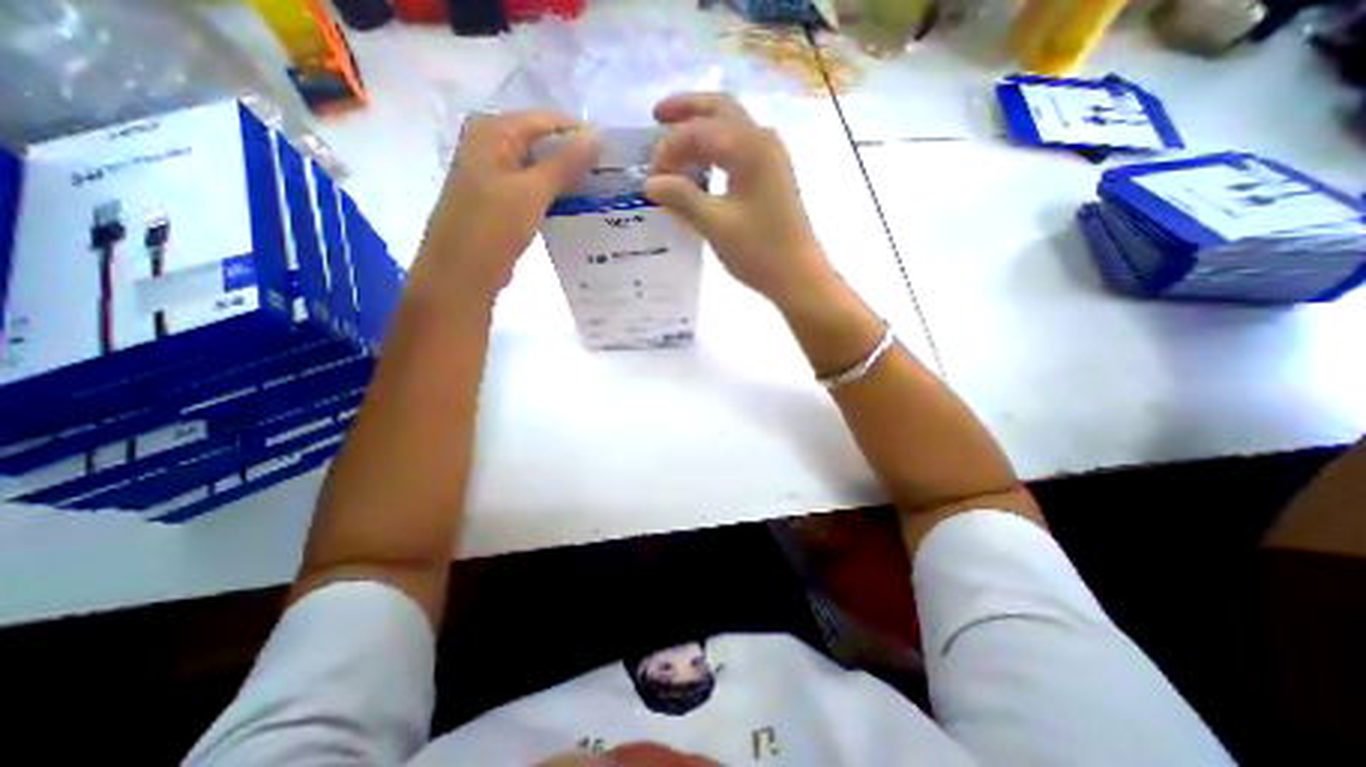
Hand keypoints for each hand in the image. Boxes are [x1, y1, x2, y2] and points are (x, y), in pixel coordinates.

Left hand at [416, 111, 598, 302]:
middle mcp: (493, 146)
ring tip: (603, 191)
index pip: (547, 120)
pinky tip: (581, 207)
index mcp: (493, 132)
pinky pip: (537, 190)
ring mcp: (497, 175)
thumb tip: (596, 135)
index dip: (580, 135)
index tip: (613, 156)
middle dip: (577, 158)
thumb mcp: (532, 192)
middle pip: (544, 143)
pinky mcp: (504, 201)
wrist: (462, 274)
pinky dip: (558, 196)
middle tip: (612, 176)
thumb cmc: (492, 227)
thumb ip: (565, 163)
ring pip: (542, 169)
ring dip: (570, 180)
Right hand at [648, 89, 839, 300]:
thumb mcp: (715, 224)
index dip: (669, 148)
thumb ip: (682, 198)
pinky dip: (715, 152)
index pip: (699, 131)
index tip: (651, 177)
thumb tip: (650, 182)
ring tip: (674, 145)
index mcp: (749, 147)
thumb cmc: (759, 251)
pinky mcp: (771, 177)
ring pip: (730, 128)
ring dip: (701, 131)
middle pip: (720, 110)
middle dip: (687, 110)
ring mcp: (770, 158)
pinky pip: (738, 150)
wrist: (798, 276)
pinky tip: (701, 169)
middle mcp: (762, 141)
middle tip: (656, 117)